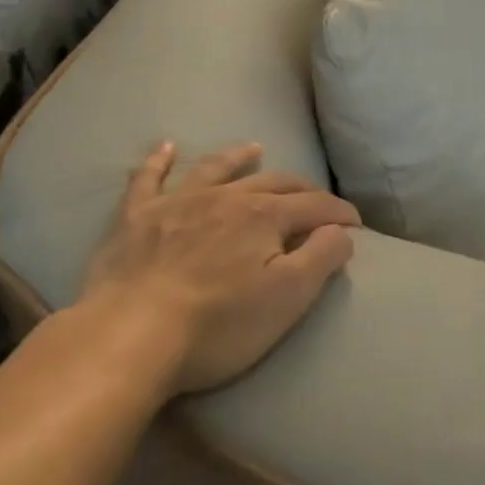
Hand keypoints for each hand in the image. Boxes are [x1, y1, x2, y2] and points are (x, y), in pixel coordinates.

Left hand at [80, 142, 358, 393]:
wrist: (128, 337)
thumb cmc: (218, 324)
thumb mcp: (288, 297)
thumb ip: (322, 257)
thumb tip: (342, 230)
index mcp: (265, 216)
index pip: (315, 205)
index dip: (340, 213)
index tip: (355, 225)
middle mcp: (226, 197)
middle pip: (273, 183)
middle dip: (301, 188)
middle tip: (316, 200)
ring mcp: (178, 203)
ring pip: (215, 168)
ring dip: (238, 158)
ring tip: (253, 148)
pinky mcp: (136, 218)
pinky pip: (147, 180)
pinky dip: (157, 162)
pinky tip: (165, 147)